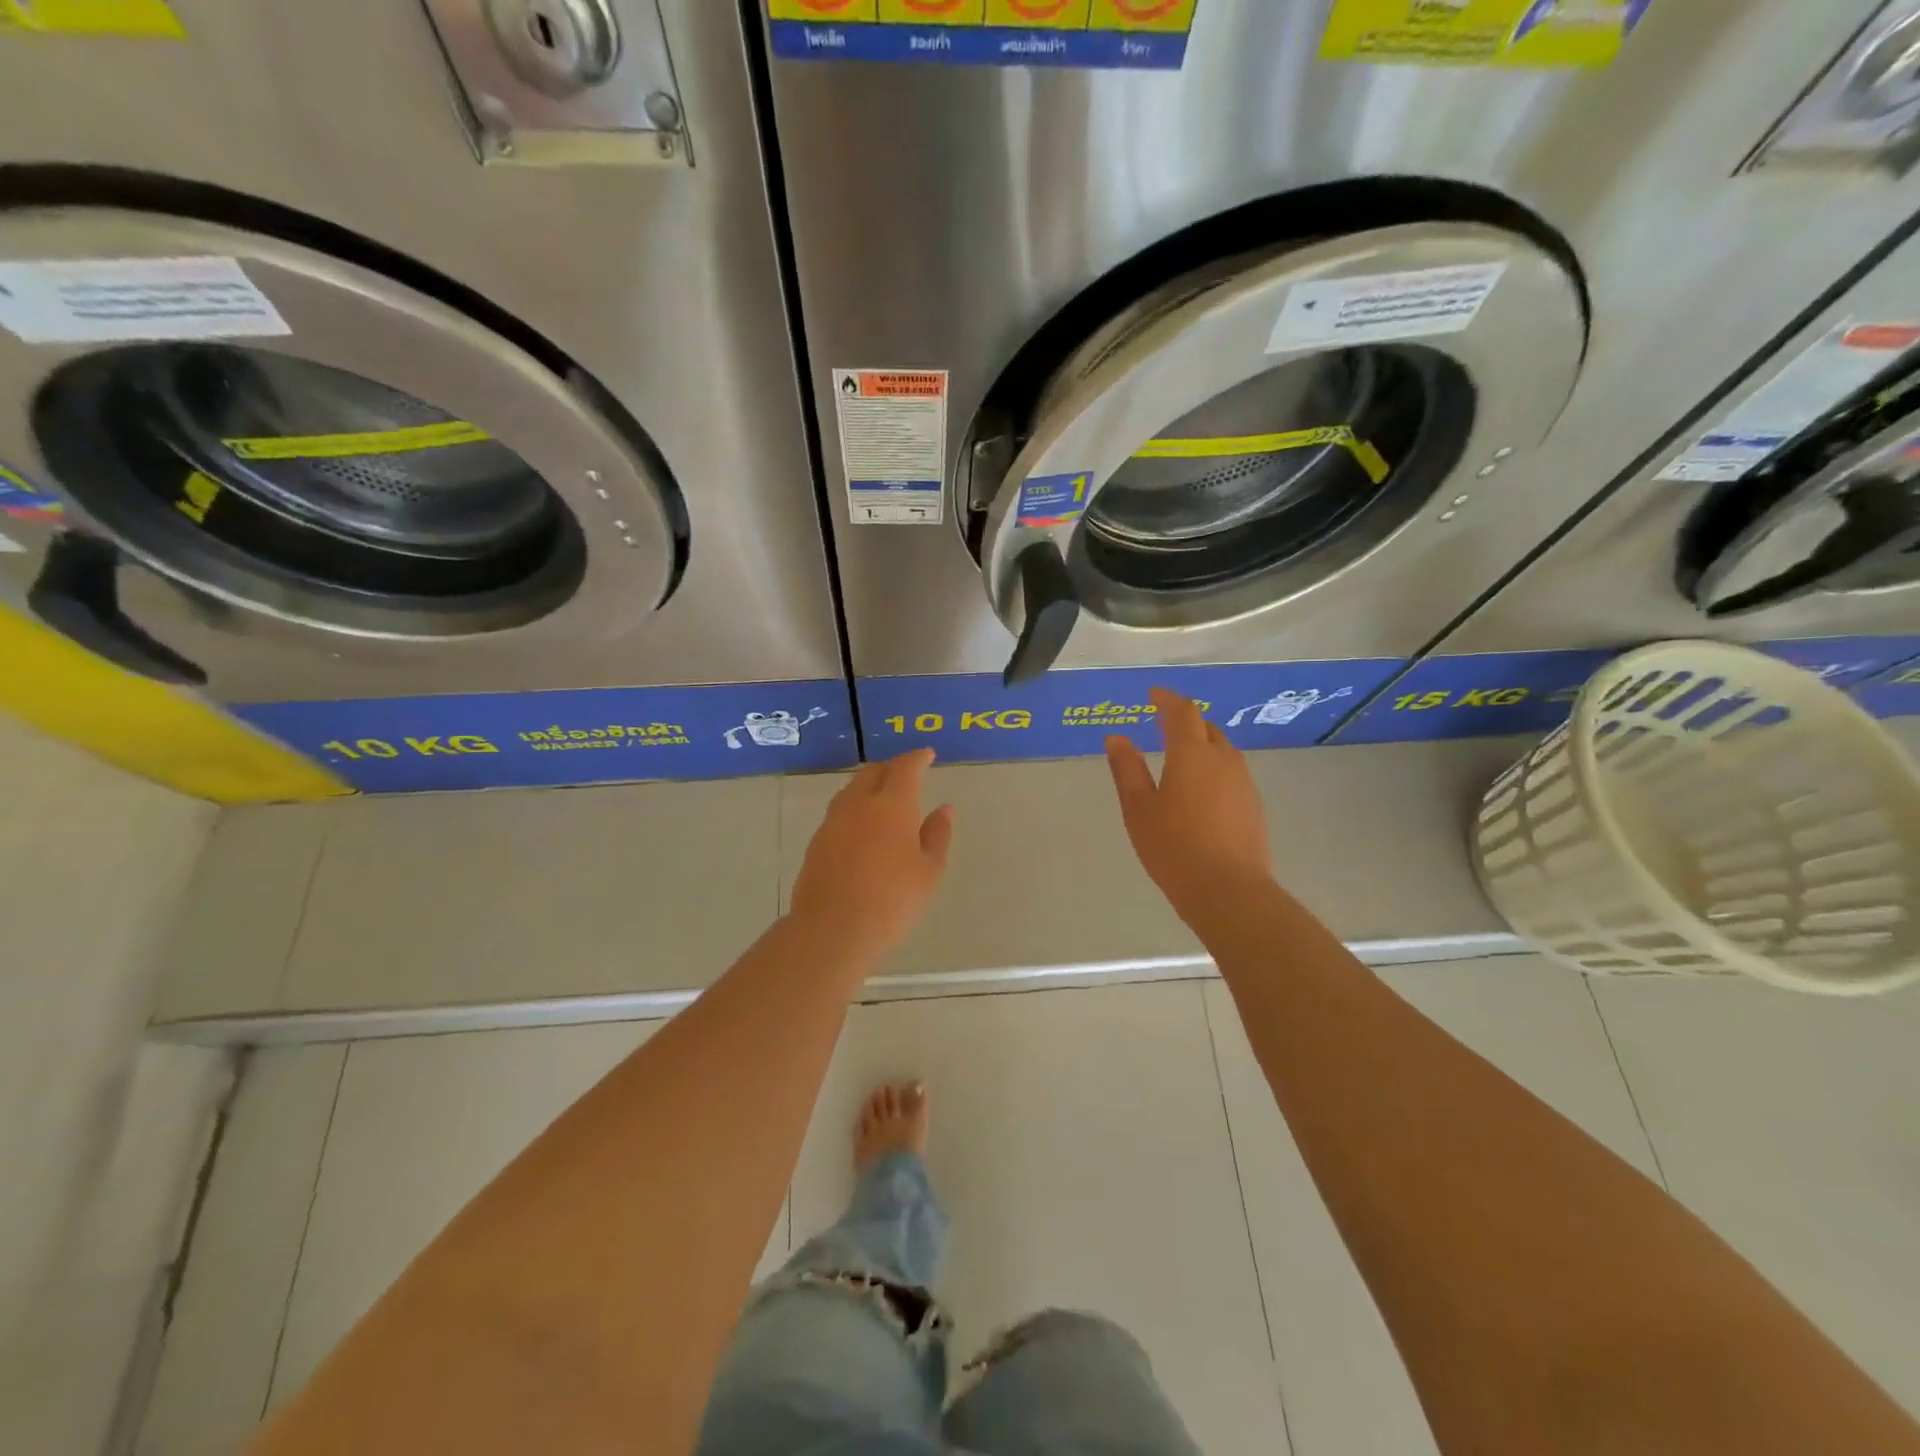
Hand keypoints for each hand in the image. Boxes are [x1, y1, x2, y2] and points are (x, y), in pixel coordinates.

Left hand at [789, 749, 953, 956]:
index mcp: (892, 804)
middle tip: (906, 775)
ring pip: (851, 790)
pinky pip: (839, 812)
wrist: (833, 928)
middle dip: (891, 768)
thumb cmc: (892, 899)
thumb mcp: (929, 870)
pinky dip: (854, 809)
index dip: (917, 758)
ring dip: (869, 786)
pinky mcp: (816, 841)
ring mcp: (833, 821)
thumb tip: (944, 809)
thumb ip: (937, 834)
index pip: (905, 768)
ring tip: (882, 799)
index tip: (927, 755)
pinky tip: (861, 828)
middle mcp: (859, 804)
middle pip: (873, 772)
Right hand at [1106, 688, 1272, 923]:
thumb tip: (1116, 737)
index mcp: (1191, 754)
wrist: (1229, 891)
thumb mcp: (1138, 809)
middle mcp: (1223, 759)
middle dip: (1185, 722)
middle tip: (1163, 726)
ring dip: (1201, 745)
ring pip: (1222, 751)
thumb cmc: (1174, 847)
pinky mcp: (1254, 805)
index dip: (1167, 699)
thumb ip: (1127, 770)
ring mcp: (1244, 782)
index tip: (1153, 694)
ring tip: (1180, 759)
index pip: (1182, 712)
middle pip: (1206, 728)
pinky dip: (1213, 769)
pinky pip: (1231, 774)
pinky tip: (1200, 792)